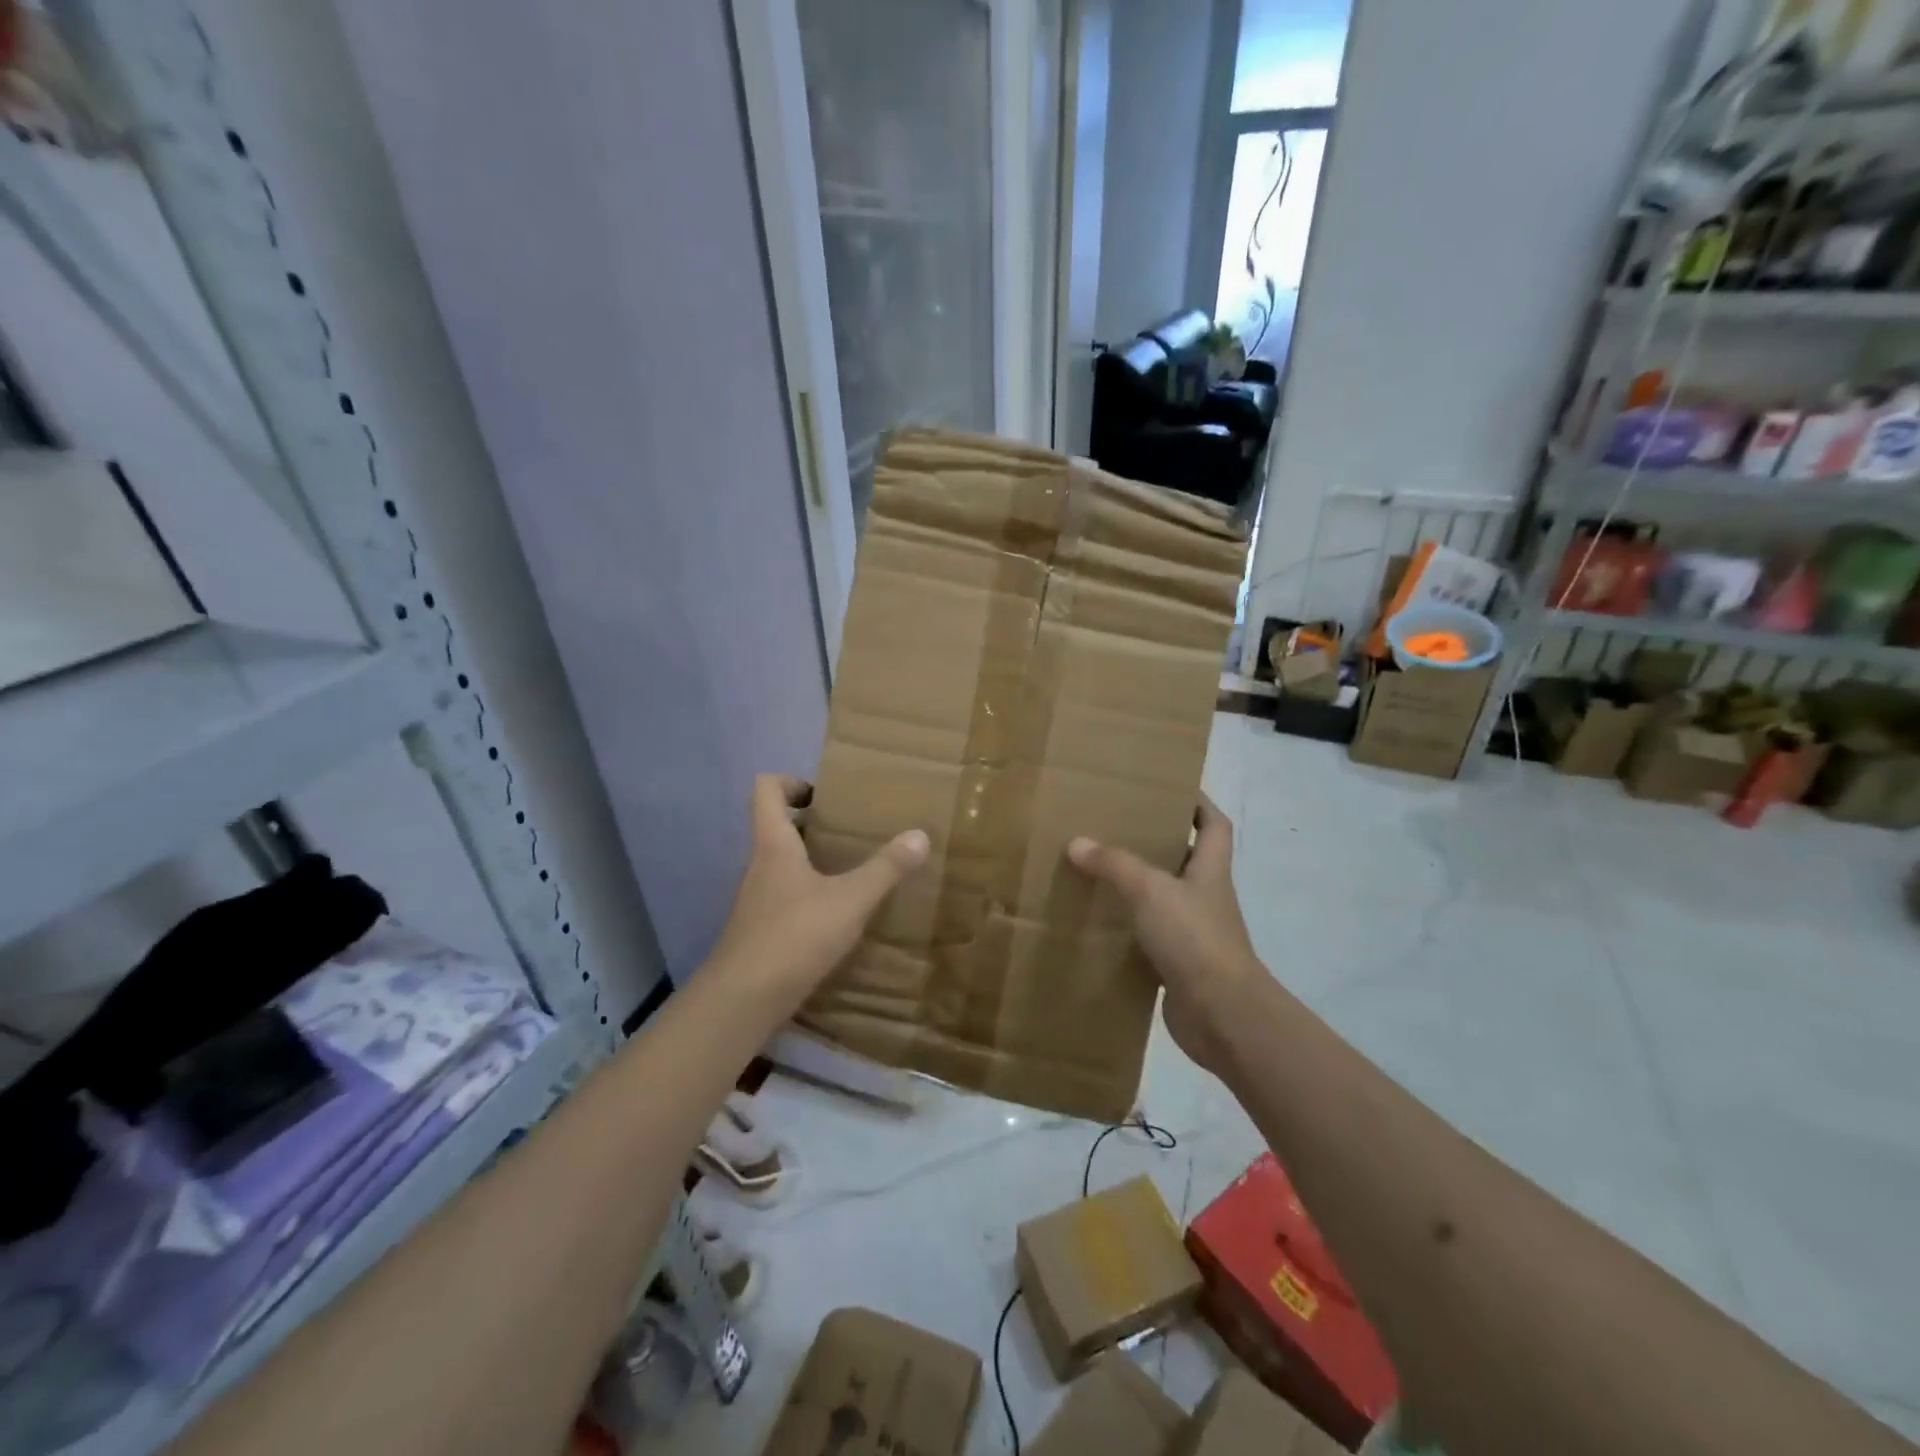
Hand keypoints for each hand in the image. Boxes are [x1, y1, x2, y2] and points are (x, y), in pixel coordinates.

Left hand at [707, 775, 928, 1020]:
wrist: (743, 1001)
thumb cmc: (794, 936)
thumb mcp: (850, 900)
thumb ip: (885, 868)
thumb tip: (920, 834)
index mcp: (774, 845)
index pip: (765, 789)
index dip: (791, 781)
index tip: (824, 795)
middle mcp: (760, 866)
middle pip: (776, 826)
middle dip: (811, 823)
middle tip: (851, 830)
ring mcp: (757, 900)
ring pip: (782, 864)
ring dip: (812, 860)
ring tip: (852, 869)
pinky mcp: (760, 930)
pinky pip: (786, 897)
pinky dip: (809, 895)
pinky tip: (838, 914)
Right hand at [1068, 794, 1262, 1075]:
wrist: (1222, 1014)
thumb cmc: (1194, 938)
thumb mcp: (1149, 890)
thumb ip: (1114, 864)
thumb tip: (1076, 842)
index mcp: (1210, 870)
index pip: (1215, 824)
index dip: (1198, 803)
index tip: (1169, 790)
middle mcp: (1206, 897)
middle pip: (1188, 859)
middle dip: (1158, 842)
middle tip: (1117, 828)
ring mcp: (1195, 932)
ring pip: (1166, 898)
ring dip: (1140, 886)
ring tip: (1100, 871)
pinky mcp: (1180, 964)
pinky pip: (1152, 936)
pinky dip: (1130, 928)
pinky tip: (1101, 923)